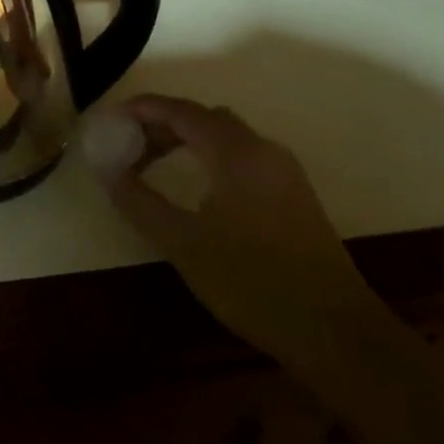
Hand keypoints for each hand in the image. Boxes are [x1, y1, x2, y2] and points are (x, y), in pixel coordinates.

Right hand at [84, 95, 391, 362]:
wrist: (338, 335)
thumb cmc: (253, 283)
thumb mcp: (183, 243)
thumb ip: (139, 201)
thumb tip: (105, 169)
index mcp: (235, 152)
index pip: (180, 111)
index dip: (142, 109)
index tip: (110, 119)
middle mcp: (262, 149)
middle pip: (203, 118)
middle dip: (161, 125)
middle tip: (127, 146)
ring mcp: (284, 172)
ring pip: (225, 136)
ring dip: (185, 141)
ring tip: (153, 166)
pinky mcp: (294, 195)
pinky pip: (242, 156)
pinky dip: (209, 156)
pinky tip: (196, 189)